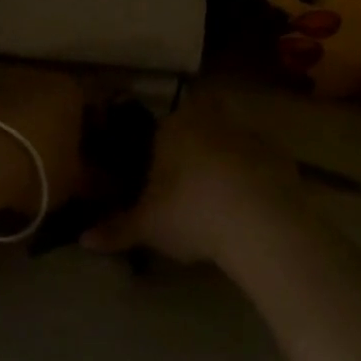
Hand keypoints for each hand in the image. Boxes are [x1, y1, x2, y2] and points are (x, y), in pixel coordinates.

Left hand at [0, 69, 89, 208]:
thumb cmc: (40, 165)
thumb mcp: (76, 180)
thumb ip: (98, 181)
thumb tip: (113, 184)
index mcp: (72, 88)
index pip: (93, 107)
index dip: (97, 134)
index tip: (96, 158)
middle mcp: (42, 77)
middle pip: (60, 105)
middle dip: (64, 129)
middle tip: (67, 161)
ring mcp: (8, 86)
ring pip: (31, 110)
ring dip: (35, 131)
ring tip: (36, 163)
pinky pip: (6, 119)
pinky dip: (11, 135)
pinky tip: (10, 160)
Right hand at [81, 93, 302, 264]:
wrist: (259, 221)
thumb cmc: (191, 212)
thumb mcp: (148, 225)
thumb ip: (116, 229)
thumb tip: (82, 240)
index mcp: (173, 127)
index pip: (161, 128)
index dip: (160, 149)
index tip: (160, 176)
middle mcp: (209, 119)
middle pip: (198, 124)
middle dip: (195, 145)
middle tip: (189, 182)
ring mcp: (247, 133)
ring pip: (230, 138)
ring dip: (226, 159)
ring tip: (220, 197)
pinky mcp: (278, 154)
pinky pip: (259, 161)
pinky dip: (254, 176)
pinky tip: (251, 205)